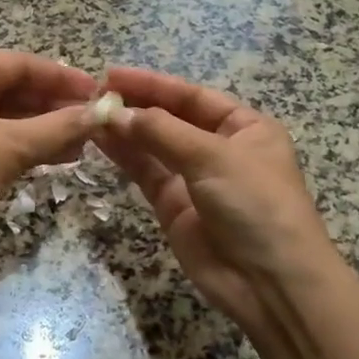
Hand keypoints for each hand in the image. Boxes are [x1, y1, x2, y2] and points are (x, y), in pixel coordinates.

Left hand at [0, 51, 96, 244]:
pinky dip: (24, 145)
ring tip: (84, 143)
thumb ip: (59, 128)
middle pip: (13, 88)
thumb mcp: (11, 146)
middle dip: (54, 104)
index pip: (19, 63)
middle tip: (93, 120)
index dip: (61, 76)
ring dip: (43, 128)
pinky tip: (57, 158)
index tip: (97, 92)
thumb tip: (101, 115)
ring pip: (6, 116)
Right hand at [94, 67, 344, 334]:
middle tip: (93, 94)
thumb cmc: (256, 205)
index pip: (192, 96)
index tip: (112, 74)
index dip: (153, 84)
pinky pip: (145, 172)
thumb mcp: (214, 157)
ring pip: (153, 145)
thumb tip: (116, 113)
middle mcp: (219, 148)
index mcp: (245, 128)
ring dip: (124, 129)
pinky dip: (124, 156)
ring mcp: (194, 178)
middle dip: (135, 105)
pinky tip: (99, 139)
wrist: (270, 283)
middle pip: (170, 118)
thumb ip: (162, 131)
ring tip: (88, 114)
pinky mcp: (173, 206)